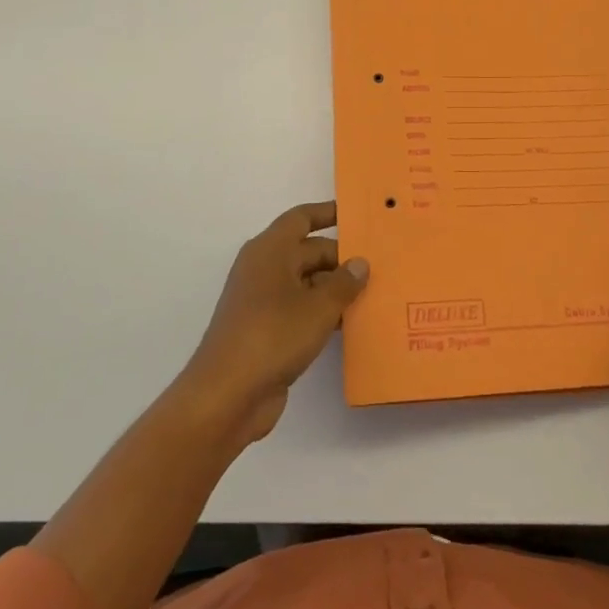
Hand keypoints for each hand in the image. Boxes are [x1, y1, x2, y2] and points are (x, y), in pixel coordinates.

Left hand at [177, 202, 368, 444]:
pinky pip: (301, 310)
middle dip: (341, 257)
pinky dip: (324, 312)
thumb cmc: (273, 335)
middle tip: (381, 264)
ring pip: (306, 283)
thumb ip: (344, 282)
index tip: (357, 214)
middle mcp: (264, 269)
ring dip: (335, 288)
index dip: (328, 213)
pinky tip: (352, 323)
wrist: (227, 395)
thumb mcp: (318, 307)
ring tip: (375, 292)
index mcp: (270, 250)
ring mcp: (263, 301)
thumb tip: (360, 262)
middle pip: (307, 251)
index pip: (301, 218)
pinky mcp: (266, 331)